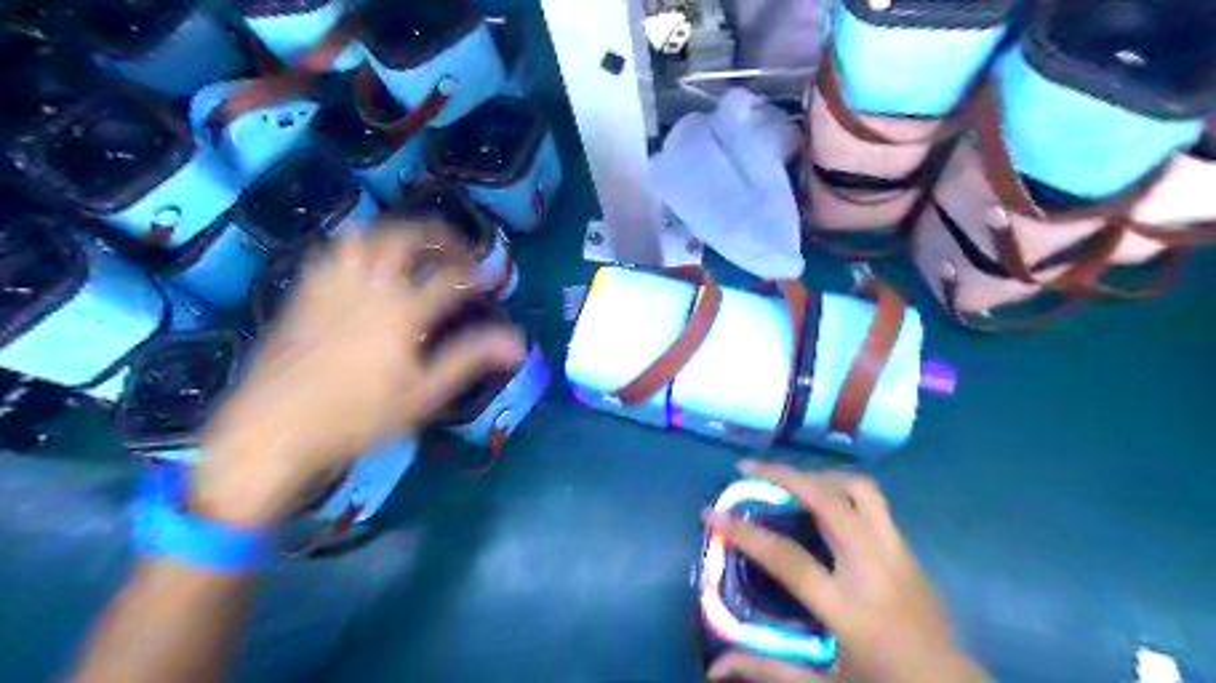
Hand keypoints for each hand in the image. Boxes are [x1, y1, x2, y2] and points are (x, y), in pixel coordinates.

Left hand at [192, 229, 523, 529]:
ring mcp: (331, 285)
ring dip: (393, 235)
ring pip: (363, 236)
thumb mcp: (423, 394)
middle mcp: (368, 286)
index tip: (491, 276)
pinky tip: (363, 268)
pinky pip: (332, 252)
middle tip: (454, 248)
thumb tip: (517, 343)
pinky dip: (356, 249)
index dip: (476, 272)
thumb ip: (469, 359)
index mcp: (402, 311)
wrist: (273, 426)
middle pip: (404, 238)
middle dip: (436, 235)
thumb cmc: (357, 417)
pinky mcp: (304, 293)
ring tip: (411, 251)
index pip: (449, 277)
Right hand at [705, 459, 985, 682]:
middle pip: (828, 501)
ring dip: (818, 475)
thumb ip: (768, 671)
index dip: (746, 532)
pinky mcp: (910, 549)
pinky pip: (873, 502)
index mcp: (849, 609)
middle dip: (783, 474)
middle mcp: (874, 569)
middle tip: (749, 469)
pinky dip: (841, 489)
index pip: (788, 559)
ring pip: (859, 489)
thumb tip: (715, 669)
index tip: (712, 512)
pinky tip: (823, 501)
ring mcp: (897, 553)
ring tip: (788, 479)